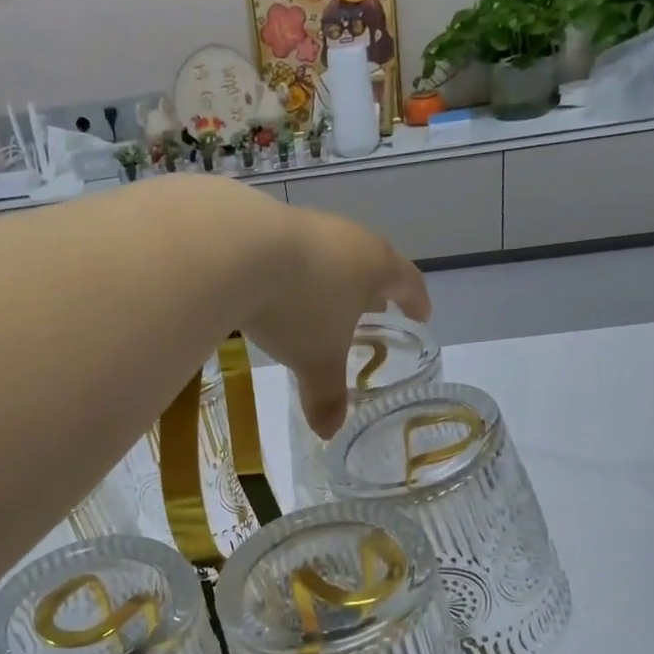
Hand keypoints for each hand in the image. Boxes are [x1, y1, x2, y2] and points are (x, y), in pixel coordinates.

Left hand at [238, 194, 429, 438]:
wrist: (233, 248)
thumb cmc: (296, 306)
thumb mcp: (316, 360)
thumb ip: (326, 396)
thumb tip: (328, 433)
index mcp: (374, 265)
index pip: (408, 281)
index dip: (416, 301)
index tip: (421, 315)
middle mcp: (346, 236)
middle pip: (370, 261)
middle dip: (372, 289)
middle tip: (372, 309)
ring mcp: (305, 224)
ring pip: (328, 253)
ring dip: (330, 278)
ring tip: (321, 301)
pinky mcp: (264, 221)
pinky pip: (289, 250)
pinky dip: (291, 271)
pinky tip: (274, 287)